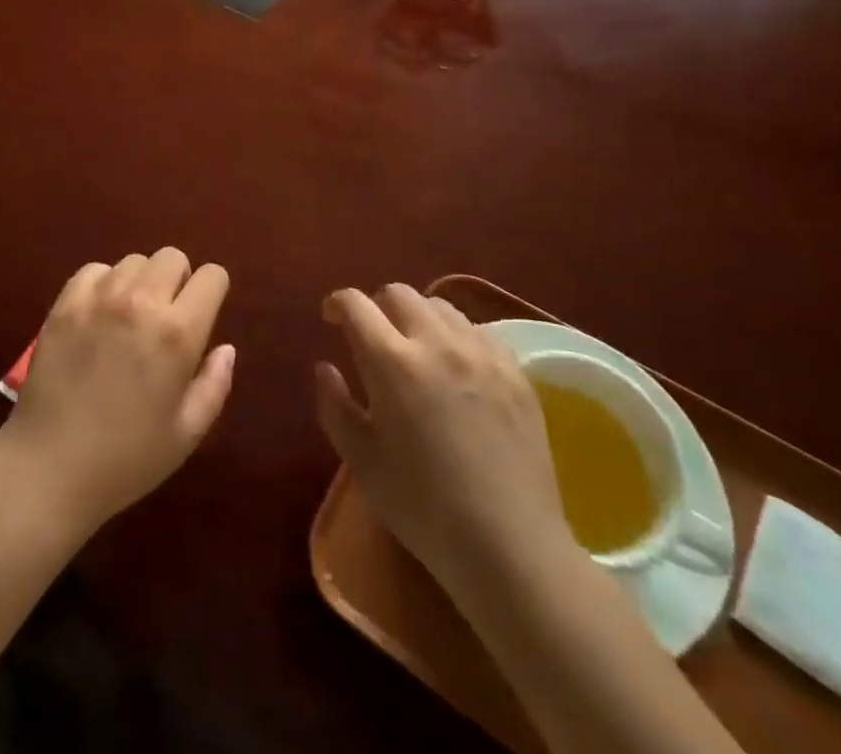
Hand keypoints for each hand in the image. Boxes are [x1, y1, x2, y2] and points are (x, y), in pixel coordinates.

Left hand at [0, 249, 233, 535]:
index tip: (203, 314)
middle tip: (166, 317)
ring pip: (134, 261)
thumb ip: (214, 385)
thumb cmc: (126, 459)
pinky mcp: (65, 303)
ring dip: (140, 282)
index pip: (212, 276)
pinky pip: (94, 270)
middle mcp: (141, 302)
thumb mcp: (186, 434)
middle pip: (172, 257)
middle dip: (178, 281)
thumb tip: (225, 348)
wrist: (49, 469)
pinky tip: (98, 315)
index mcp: (178, 333)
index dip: (212, 292)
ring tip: (129, 318)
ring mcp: (98, 298)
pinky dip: (103, 284)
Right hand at [317, 284, 569, 585]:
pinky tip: (458, 368)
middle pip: (398, 293)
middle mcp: (436, 342)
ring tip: (416, 349)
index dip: (337, 304)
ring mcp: (481, 353)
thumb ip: (334, 405)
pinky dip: (457, 336)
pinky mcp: (515, 371)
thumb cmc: (423, 508)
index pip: (355, 304)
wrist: (509, 547)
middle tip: (372, 336)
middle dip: (376, 306)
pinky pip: (478, 330)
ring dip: (418, 317)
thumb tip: (325, 367)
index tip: (331, 319)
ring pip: (440, 306)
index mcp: (391, 361)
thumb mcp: (362, 460)